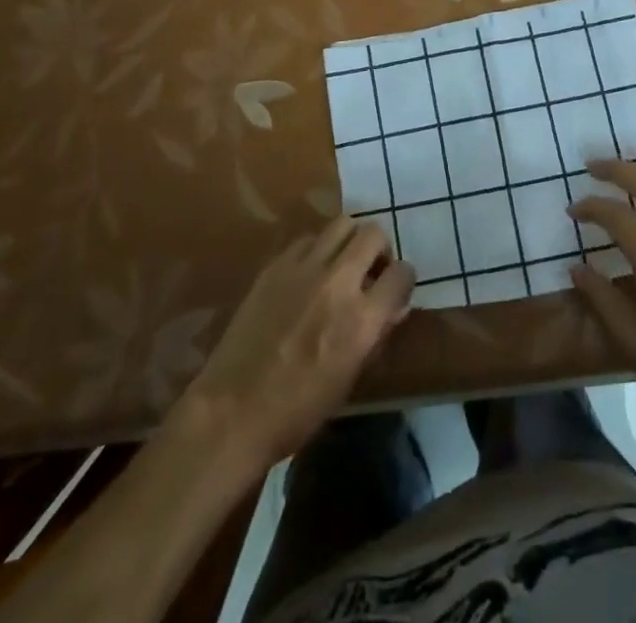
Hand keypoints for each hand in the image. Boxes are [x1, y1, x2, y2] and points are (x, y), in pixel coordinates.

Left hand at [179, 217, 414, 471]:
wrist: (232, 411)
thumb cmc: (298, 410)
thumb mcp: (349, 378)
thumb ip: (375, 335)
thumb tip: (394, 307)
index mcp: (361, 319)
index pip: (401, 273)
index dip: (403, 280)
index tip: (396, 288)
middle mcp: (337, 282)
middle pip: (373, 234)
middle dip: (380, 250)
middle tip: (371, 271)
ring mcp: (304, 268)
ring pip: (342, 224)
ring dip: (350, 241)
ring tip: (342, 264)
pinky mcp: (276, 265)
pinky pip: (308, 239)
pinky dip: (318, 250)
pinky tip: (309, 274)